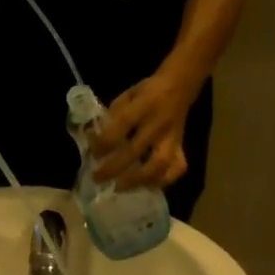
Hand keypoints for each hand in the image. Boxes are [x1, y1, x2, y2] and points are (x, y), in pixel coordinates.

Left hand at [92, 71, 196, 188]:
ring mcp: (172, 138)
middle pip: (135, 151)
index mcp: (144, 104)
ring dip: (137, 180)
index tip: (92, 153)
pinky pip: (176, 169)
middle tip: (98, 178)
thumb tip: (95, 138)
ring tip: (120, 187)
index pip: (122, 124)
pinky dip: (162, 181)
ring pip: (158, 165)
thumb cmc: (148, 92)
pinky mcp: (181, 148)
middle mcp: (158, 123)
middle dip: (113, 168)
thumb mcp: (127, 95)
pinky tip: (146, 185)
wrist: (180, 87)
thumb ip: (113, 115)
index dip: (104, 141)